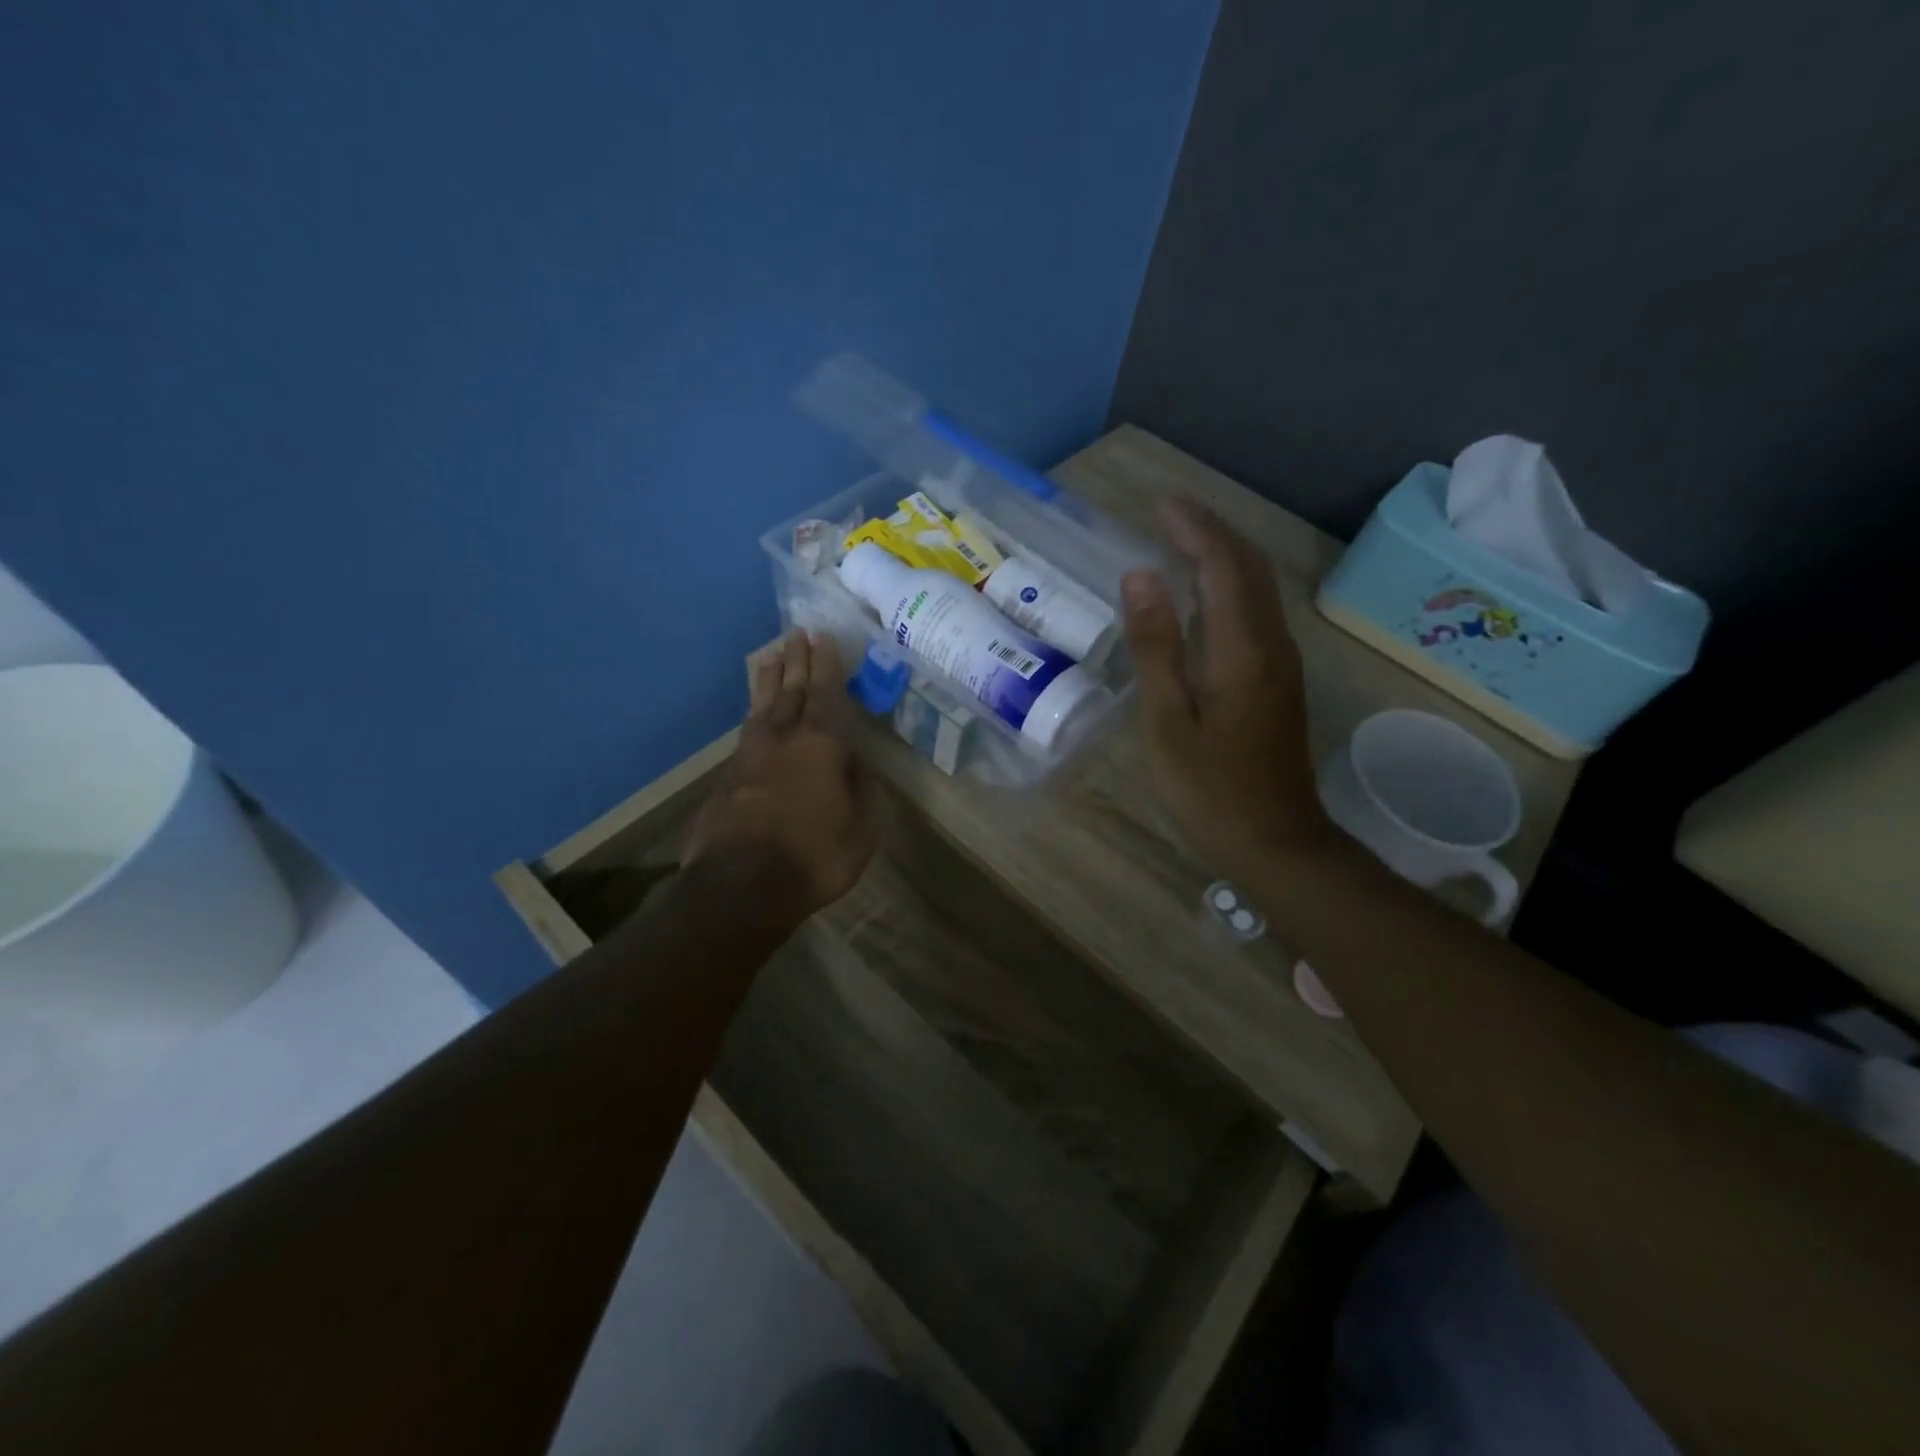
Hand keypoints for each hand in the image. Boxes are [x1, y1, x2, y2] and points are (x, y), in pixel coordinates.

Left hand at [684, 631, 877, 925]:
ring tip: (771, 655)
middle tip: (797, 633)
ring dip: (769, 678)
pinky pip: (747, 729)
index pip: (826, 693)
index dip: (827, 664)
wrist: (740, 886)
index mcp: (821, 745)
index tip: (824, 638)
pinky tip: (755, 712)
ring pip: (762, 705)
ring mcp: (750, 755)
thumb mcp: (862, 828)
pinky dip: (754, 711)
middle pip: (791, 689)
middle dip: (796, 660)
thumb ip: (862, 788)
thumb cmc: (814, 856)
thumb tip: (855, 762)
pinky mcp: (728, 776)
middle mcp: (783, 738)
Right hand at [1121, 498, 1330, 882]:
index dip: (1192, 527)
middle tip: (1167, 513)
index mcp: (1241, 649)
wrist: (1276, 841)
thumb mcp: (1166, 721)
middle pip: (1249, 566)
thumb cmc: (1209, 789)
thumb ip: (1154, 646)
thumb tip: (1140, 576)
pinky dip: (1229, 586)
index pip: (1221, 565)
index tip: (1158, 503)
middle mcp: (1271, 643)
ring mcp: (1280, 662)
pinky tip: (1203, 596)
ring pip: (1258, 587)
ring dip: (1223, 554)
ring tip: (1180, 540)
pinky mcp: (1278, 680)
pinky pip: (1256, 612)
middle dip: (1210, 530)